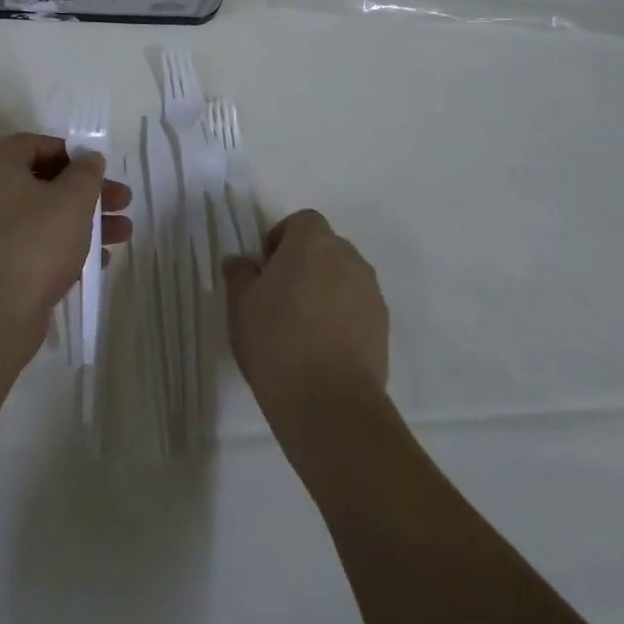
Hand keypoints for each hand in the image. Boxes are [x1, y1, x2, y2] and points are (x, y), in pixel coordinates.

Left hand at [0, 134, 130, 351]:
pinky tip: (100, 261)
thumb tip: (88, 158)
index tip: (98, 168)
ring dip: (85, 222)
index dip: (70, 152)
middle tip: (123, 201)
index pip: (34, 144)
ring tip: (123, 234)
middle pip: (45, 182)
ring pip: (45, 217)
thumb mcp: (72, 199)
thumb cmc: (35, 243)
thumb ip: (86, 172)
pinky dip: (66, 248)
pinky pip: (36, 246)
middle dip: (88, 193)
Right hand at [222, 211, 387, 430]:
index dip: (283, 238)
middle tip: (281, 296)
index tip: (266, 268)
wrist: (328, 402)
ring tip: (303, 325)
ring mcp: (371, 293)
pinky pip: (358, 307)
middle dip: (305, 263)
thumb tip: (241, 262)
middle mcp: (348, 258)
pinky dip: (342, 316)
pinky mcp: (383, 326)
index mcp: (312, 243)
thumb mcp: (241, 304)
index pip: (302, 221)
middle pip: (326, 247)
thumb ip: (240, 274)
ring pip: (344, 277)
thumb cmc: (275, 341)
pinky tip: (323, 346)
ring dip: (326, 289)